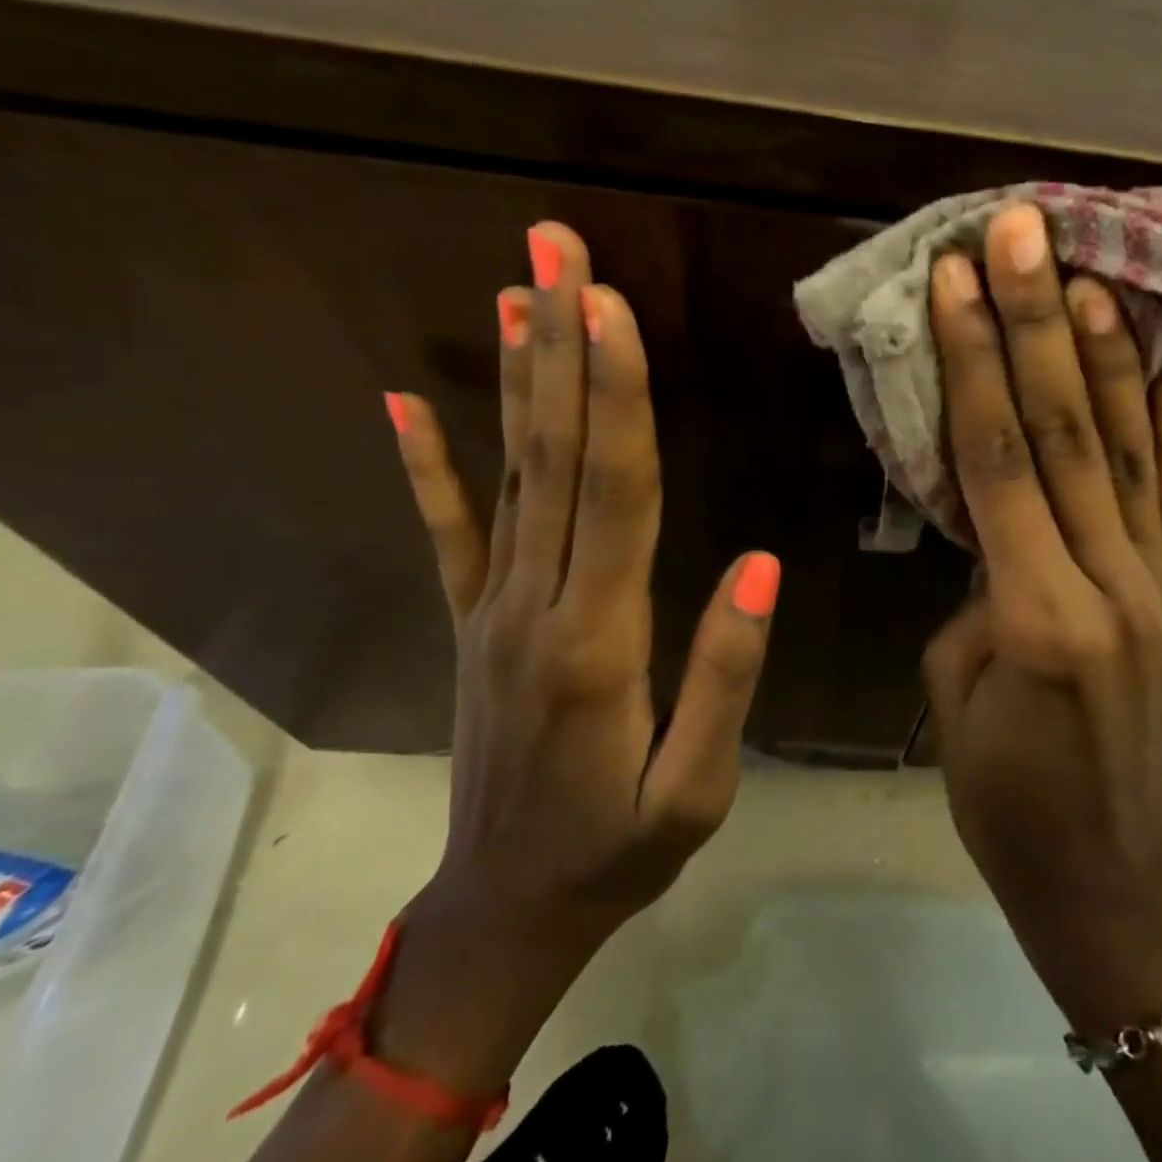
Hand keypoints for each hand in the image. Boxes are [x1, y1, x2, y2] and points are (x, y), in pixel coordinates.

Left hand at [388, 221, 779, 953]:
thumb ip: (725, 674)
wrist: (505, 913)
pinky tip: (403, 401)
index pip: (613, 491)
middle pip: (554, 454)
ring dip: (515, 377)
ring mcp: (491, 607)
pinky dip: (425, 464)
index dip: (615, 394)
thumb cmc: (619, 851)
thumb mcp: (696, 787)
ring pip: (508, 474)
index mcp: (598, 639)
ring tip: (514, 291)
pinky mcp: (471, 623)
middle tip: (553, 248)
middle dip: (559, 344)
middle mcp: (534, 603)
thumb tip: (758, 563)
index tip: (608, 305)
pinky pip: (448, 531)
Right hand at [921, 203, 1161, 1032]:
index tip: (956, 279)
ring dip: (1105, 354)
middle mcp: (1113, 582)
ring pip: (1128, 448)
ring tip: (1089, 274)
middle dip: (1038, 321)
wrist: (1108, 869)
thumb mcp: (958, 685)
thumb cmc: (1004, 792)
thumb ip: (981, 584)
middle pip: (1066, 430)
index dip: (974, 360)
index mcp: (1038, 612)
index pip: (998, 459)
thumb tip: (999, 522)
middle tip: (1022, 232)